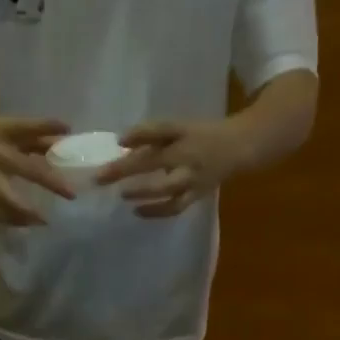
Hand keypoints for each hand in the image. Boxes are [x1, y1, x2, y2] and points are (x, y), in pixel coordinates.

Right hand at [0, 114, 74, 226]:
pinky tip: (26, 224)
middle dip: (49, 182)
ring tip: (44, 221)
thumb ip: (35, 135)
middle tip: (71, 194)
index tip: (66, 129)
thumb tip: (65, 136)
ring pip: (7, 199)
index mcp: (4, 133)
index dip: (46, 126)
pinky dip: (11, 220)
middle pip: (26, 169)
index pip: (27, 128)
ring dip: (26, 212)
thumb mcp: (7, 127)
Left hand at [96, 120, 249, 218]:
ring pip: (166, 188)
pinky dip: (156, 211)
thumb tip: (120, 143)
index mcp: (182, 133)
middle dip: (126, 170)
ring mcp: (192, 178)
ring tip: (121, 195)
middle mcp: (187, 156)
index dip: (139, 134)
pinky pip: (174, 207)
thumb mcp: (179, 128)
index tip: (117, 141)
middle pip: (154, 161)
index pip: (159, 131)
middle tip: (100, 177)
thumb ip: (151, 135)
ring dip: (143, 193)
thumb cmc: (201, 135)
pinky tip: (136, 211)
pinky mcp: (196, 195)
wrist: (239, 147)